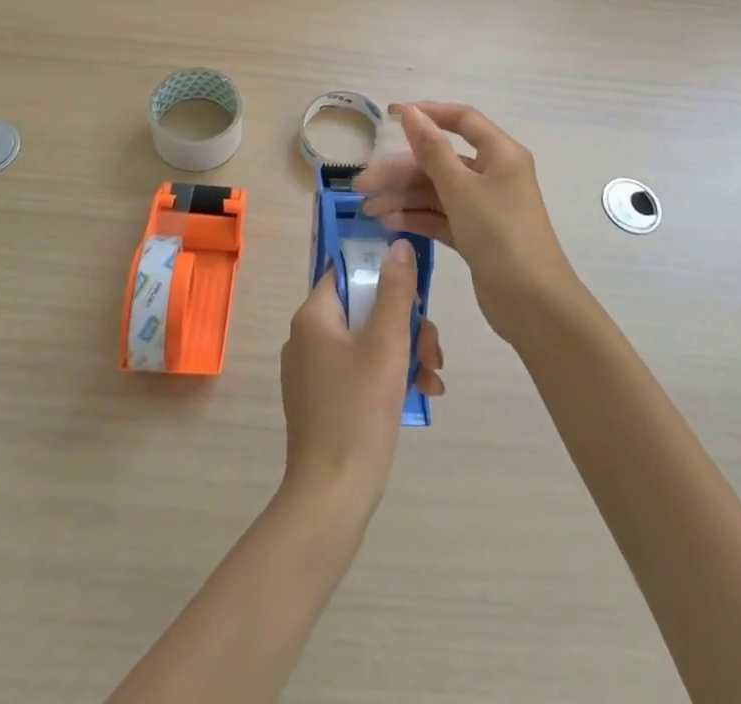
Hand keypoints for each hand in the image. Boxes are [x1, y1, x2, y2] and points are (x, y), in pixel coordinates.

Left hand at [280, 239, 443, 521]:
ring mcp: (314, 371)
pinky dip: (390, 376)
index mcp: (313, 316)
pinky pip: (361, 370)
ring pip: (368, 341)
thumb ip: (395, 290)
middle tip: (431, 351)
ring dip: (405, 352)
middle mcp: (307, 337)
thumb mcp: (386, 343)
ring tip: (432, 378)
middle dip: (406, 324)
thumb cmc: (358, 410)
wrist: (332, 496)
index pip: (349, 272)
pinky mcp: (324, 400)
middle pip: (364, 308)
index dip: (384, 274)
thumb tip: (398, 244)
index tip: (416, 294)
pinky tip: (422, 395)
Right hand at [354, 104, 573, 341]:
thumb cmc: (500, 234)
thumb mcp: (461, 189)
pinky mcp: (476, 234)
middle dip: (401, 171)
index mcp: (500, 154)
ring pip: (437, 191)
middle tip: (362, 185)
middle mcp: (493, 174)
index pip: (462, 120)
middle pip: (441, 160)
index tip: (391, 116)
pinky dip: (417, 218)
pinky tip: (389, 223)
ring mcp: (484, 206)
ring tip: (369, 210)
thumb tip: (412, 113)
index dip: (427, 114)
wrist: (533, 304)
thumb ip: (433, 150)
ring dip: (403, 197)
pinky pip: (441, 216)